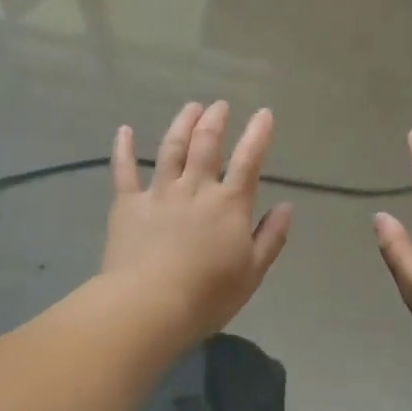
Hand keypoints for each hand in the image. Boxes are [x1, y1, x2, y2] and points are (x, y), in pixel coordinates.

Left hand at [103, 101, 292, 344]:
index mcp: (229, 204)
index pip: (248, 160)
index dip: (258, 134)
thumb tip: (287, 206)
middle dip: (215, 120)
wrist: (149, 304)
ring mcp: (159, 192)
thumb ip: (271, 236)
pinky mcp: (127, 204)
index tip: (264, 113)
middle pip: (206, 144)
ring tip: (191, 107)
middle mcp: (195, 188)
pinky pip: (124, 170)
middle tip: (220, 105)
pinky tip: (124, 130)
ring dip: (182, 124)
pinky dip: (124, 148)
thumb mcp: (253, 271)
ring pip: (171, 148)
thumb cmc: (208, 294)